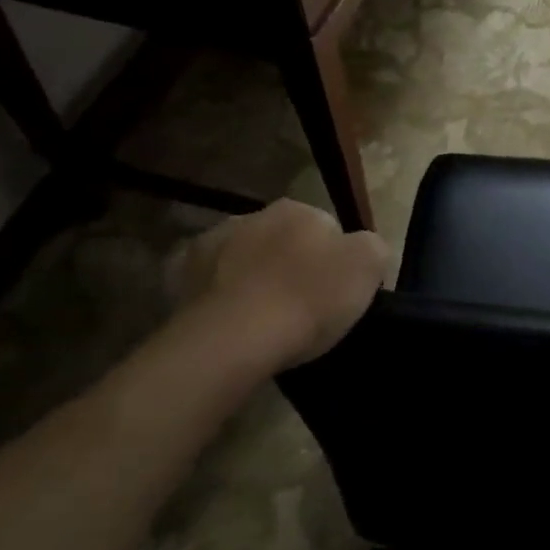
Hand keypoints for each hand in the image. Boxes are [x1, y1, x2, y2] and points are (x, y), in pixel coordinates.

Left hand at [167, 200, 392, 369]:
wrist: (234, 338)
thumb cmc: (309, 298)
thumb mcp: (369, 266)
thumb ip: (372, 247)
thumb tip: (361, 248)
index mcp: (298, 210)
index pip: (327, 228)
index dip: (336, 261)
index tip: (337, 293)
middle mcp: (251, 216)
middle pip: (282, 241)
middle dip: (292, 264)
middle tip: (304, 306)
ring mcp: (210, 245)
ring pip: (242, 258)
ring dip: (253, 277)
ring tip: (265, 318)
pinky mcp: (177, 278)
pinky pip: (208, 283)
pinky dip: (218, 296)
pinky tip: (231, 320)